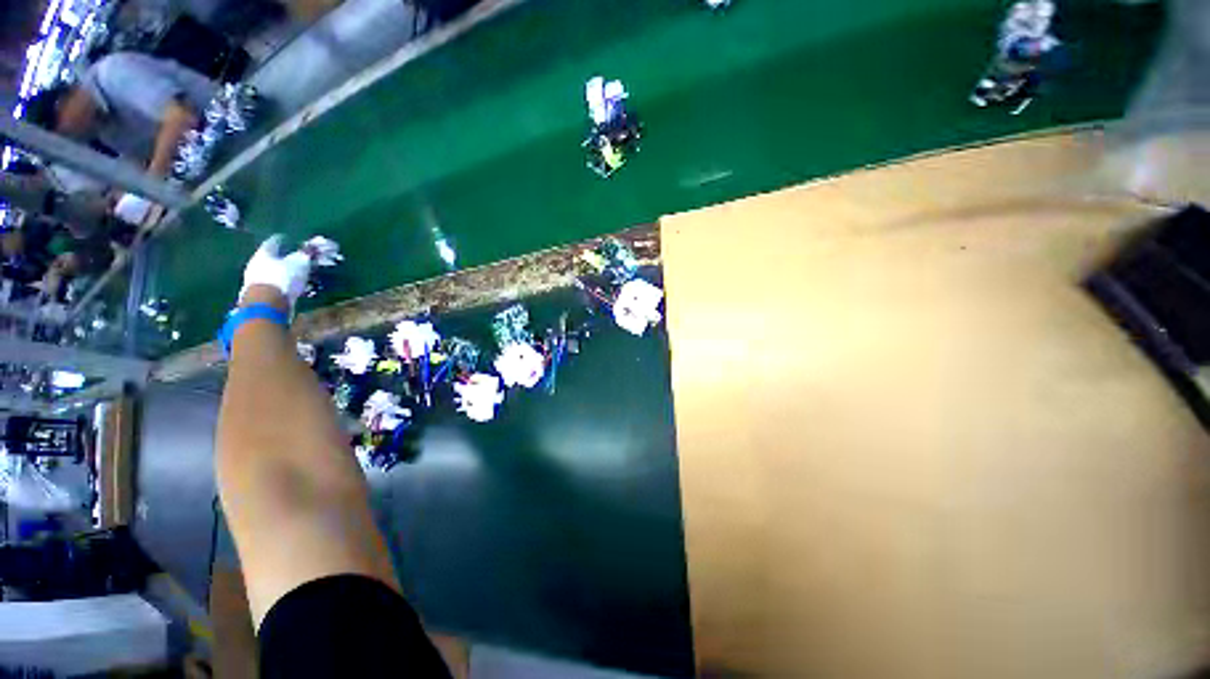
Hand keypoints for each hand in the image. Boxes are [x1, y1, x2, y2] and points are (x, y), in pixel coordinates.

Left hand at [240, 235, 311, 309]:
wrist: (267, 304)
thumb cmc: (283, 278)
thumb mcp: (299, 263)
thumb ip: (305, 254)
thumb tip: (313, 246)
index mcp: (263, 253)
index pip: (273, 242)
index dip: (282, 240)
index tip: (289, 239)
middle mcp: (256, 264)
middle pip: (270, 258)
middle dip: (282, 257)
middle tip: (294, 258)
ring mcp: (255, 280)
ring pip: (271, 272)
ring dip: (282, 272)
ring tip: (295, 274)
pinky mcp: (259, 294)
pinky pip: (273, 285)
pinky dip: (282, 284)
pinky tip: (290, 287)